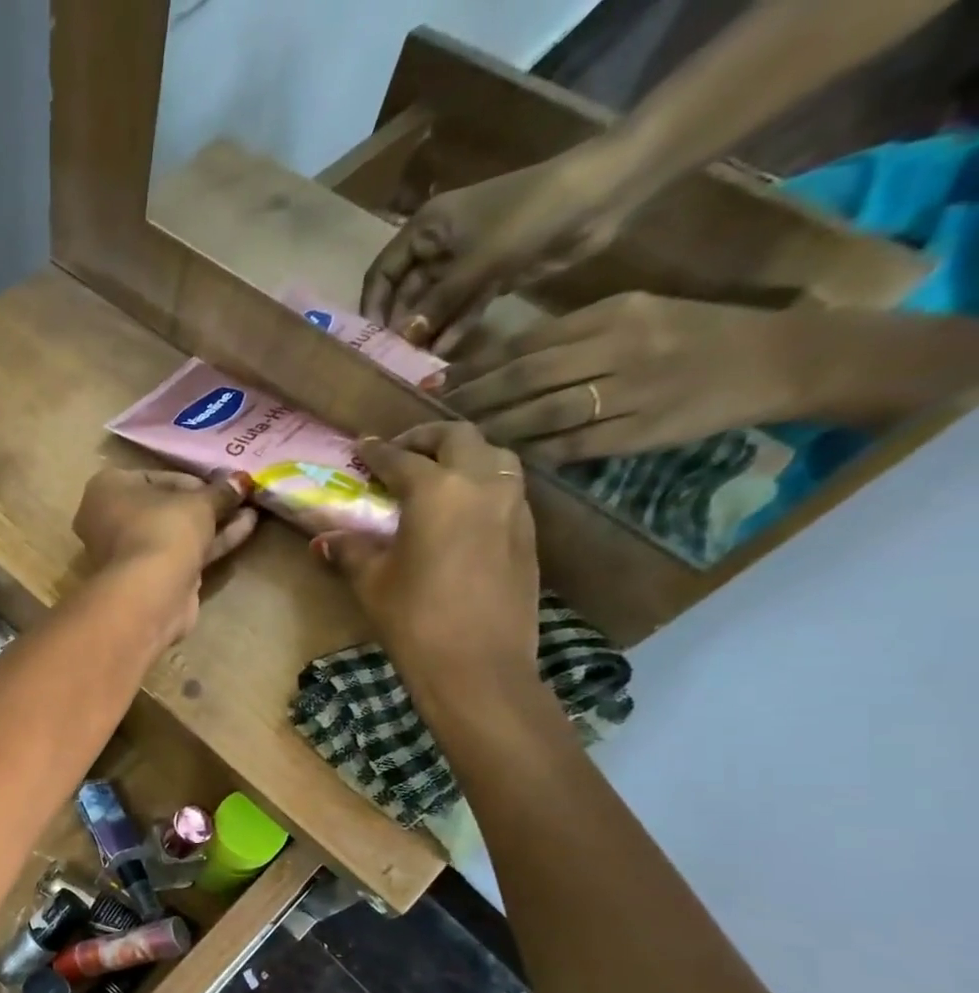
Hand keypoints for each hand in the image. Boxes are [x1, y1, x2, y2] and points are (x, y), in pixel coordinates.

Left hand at [74, 467, 257, 638]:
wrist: (150, 594)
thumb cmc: (163, 529)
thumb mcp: (199, 502)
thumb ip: (221, 491)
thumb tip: (241, 481)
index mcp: (108, 489)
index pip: (155, 477)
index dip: (192, 479)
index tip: (222, 483)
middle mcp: (110, 519)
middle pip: (165, 507)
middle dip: (203, 504)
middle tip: (238, 496)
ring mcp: (128, 553)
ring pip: (175, 533)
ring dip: (213, 523)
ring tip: (252, 509)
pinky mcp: (148, 579)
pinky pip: (181, 554)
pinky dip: (210, 543)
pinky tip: (245, 529)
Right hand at [313, 424, 539, 712]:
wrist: (478, 666)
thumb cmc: (414, 619)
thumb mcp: (371, 582)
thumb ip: (350, 551)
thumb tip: (325, 538)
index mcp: (437, 490)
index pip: (401, 458)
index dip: (377, 451)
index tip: (361, 446)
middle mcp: (482, 484)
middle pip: (458, 438)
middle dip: (426, 437)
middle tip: (401, 451)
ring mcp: (513, 506)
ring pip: (493, 457)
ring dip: (462, 456)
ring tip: (435, 475)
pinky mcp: (528, 533)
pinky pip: (506, 488)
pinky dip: (482, 483)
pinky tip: (462, 509)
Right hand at [361, 145, 635, 354]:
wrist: (601, 194)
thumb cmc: (530, 214)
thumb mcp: (477, 261)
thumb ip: (436, 302)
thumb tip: (401, 339)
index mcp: (426, 229)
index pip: (382, 273)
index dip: (373, 306)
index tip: (369, 342)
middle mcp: (438, 247)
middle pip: (404, 293)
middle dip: (399, 325)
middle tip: (391, 361)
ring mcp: (464, 264)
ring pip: (431, 305)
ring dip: (424, 332)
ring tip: (413, 365)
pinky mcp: (489, 278)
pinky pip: (460, 309)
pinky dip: (451, 328)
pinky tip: (441, 353)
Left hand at [443, 293, 800, 464]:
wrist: (776, 359)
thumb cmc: (692, 335)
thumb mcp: (635, 316)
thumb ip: (571, 335)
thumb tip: (496, 362)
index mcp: (614, 314)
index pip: (528, 341)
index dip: (476, 365)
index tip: (438, 382)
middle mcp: (620, 349)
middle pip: (527, 376)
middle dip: (474, 398)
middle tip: (436, 414)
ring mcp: (631, 393)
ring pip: (544, 413)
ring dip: (496, 428)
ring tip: (462, 439)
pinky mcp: (640, 432)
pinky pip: (572, 446)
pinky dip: (534, 453)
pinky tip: (506, 458)